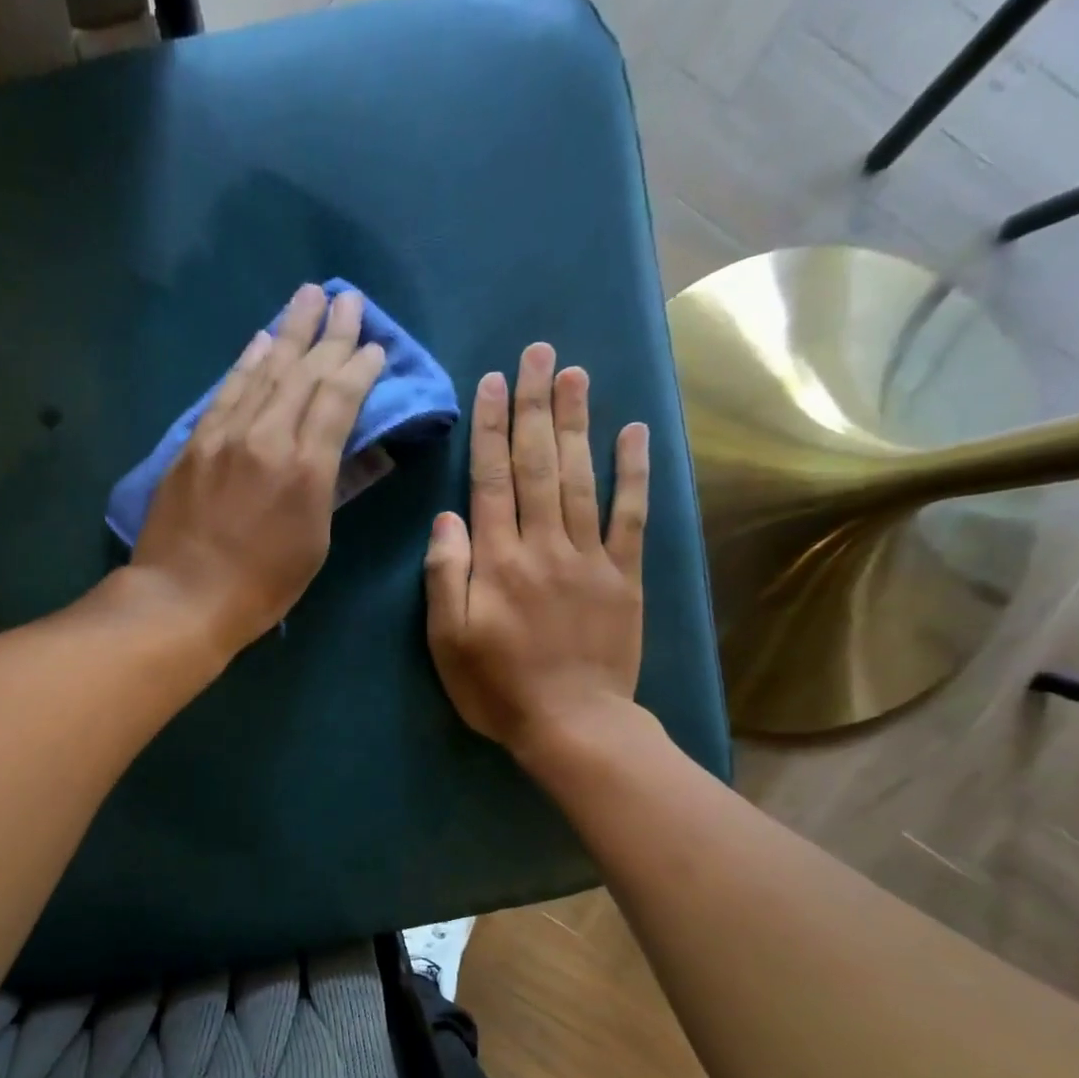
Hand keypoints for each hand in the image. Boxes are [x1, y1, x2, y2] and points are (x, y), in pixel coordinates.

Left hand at [131, 284, 385, 653]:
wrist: (182, 597)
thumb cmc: (261, 587)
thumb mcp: (313, 543)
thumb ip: (327, 487)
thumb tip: (335, 447)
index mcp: (306, 468)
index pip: (338, 399)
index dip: (358, 367)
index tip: (373, 345)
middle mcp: (267, 437)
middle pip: (303, 373)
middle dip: (329, 333)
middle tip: (347, 300)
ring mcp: (225, 435)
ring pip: (264, 371)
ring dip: (289, 332)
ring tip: (308, 297)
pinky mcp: (194, 443)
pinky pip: (226, 391)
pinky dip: (246, 363)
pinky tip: (260, 342)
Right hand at [424, 342, 651, 761]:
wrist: (572, 725)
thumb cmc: (497, 687)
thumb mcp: (447, 641)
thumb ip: (446, 577)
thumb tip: (447, 518)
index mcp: (497, 561)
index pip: (490, 480)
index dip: (490, 428)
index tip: (493, 381)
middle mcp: (543, 545)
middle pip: (537, 464)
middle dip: (534, 406)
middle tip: (538, 352)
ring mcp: (589, 557)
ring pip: (580, 476)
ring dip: (576, 422)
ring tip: (574, 372)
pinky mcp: (624, 575)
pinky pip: (630, 515)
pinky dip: (633, 471)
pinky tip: (633, 431)